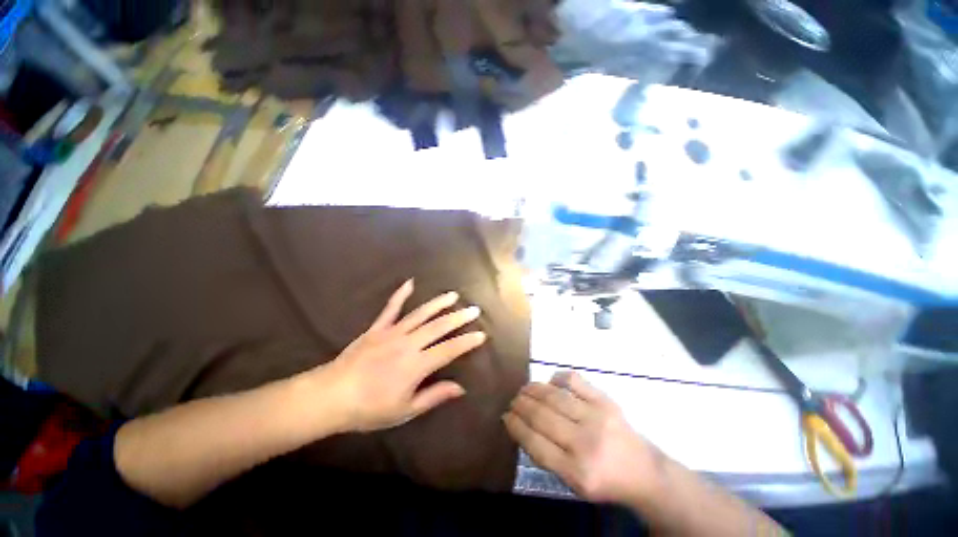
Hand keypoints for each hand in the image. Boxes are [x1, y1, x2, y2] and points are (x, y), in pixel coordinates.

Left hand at [317, 279, 486, 432]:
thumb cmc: (369, 408)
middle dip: (459, 317)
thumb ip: (434, 395)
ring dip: (438, 303)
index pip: (449, 349)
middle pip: (439, 327)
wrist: (331, 396)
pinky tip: (410, 282)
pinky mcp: (377, 328)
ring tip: (453, 295)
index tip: (481, 334)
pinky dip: (400, 294)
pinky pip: (391, 308)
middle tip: (474, 309)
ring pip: (421, 314)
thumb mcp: (405, 410)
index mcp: (416, 365)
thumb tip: (460, 388)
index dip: (467, 342)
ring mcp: (392, 332)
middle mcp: (408, 343)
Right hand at [504, 372, 664, 505]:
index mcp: (576, 472)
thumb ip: (546, 456)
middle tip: (512, 400)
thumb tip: (520, 425)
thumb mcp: (573, 483)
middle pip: (542, 417)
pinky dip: (558, 377)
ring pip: (554, 397)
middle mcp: (585, 443)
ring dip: (533, 390)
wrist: (644, 472)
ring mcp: (597, 418)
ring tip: (524, 389)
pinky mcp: (606, 401)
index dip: (516, 426)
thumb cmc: (604, 480)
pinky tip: (550, 382)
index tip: (505, 416)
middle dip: (521, 405)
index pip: (535, 444)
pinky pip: (575, 381)